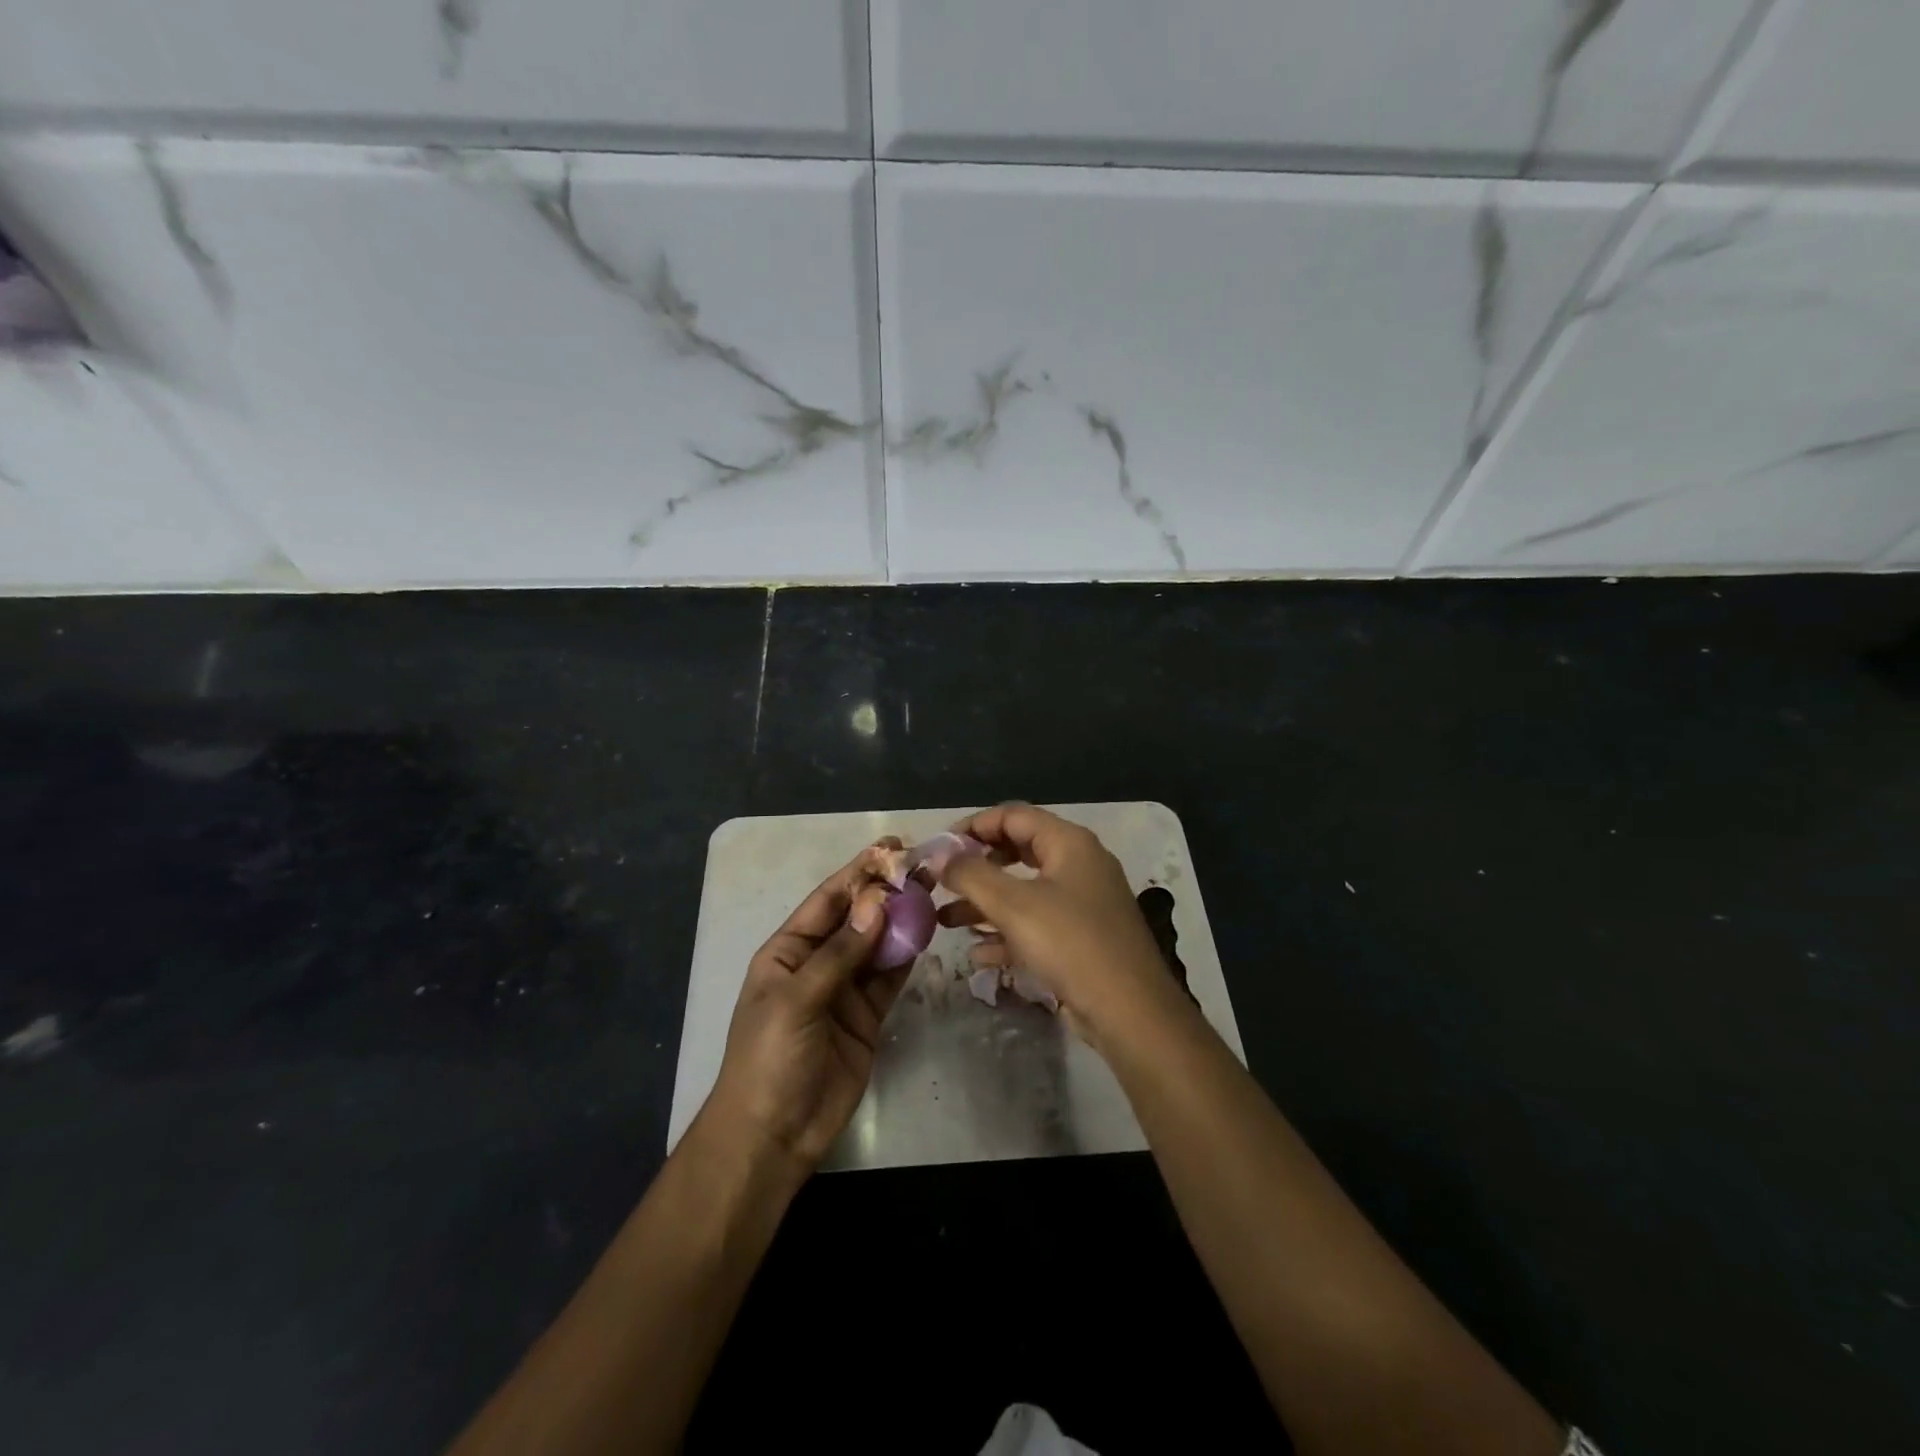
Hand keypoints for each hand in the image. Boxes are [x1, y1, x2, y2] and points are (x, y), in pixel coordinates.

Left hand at [701, 841, 906, 1179]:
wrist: (773, 1135)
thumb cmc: (769, 1058)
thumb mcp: (797, 1000)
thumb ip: (840, 953)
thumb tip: (877, 902)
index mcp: (787, 951)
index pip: (828, 900)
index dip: (858, 872)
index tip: (892, 848)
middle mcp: (817, 963)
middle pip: (856, 918)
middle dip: (886, 891)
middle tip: (924, 866)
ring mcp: (844, 990)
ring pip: (878, 944)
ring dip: (902, 919)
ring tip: (933, 890)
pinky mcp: (867, 1016)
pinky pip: (889, 976)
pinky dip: (907, 955)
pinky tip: (927, 931)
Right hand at [939, 804, 1191, 1048]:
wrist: (1130, 1012)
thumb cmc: (1070, 944)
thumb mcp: (1013, 905)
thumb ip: (971, 875)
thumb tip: (938, 857)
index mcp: (1069, 843)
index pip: (1013, 815)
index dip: (973, 826)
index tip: (939, 848)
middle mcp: (1078, 865)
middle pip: (1018, 850)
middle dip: (977, 867)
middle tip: (943, 881)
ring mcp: (1082, 903)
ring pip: (1024, 891)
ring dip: (985, 903)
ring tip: (945, 920)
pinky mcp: (1081, 939)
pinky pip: (1036, 924)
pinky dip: (1007, 933)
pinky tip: (978, 954)